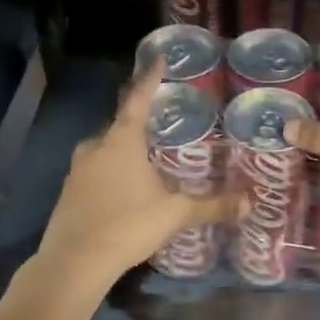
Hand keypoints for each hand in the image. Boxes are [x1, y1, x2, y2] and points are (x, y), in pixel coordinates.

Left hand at [36, 60, 235, 287]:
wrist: (74, 262)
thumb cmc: (127, 225)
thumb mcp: (175, 213)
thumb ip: (211, 205)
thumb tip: (249, 202)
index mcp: (122, 140)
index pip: (139, 98)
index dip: (150, 77)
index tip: (158, 58)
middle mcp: (96, 146)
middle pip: (121, 123)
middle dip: (140, 117)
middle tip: (163, 116)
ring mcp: (78, 168)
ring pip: (106, 147)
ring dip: (126, 146)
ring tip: (148, 154)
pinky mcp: (70, 190)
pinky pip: (96, 168)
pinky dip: (113, 168)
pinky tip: (126, 185)